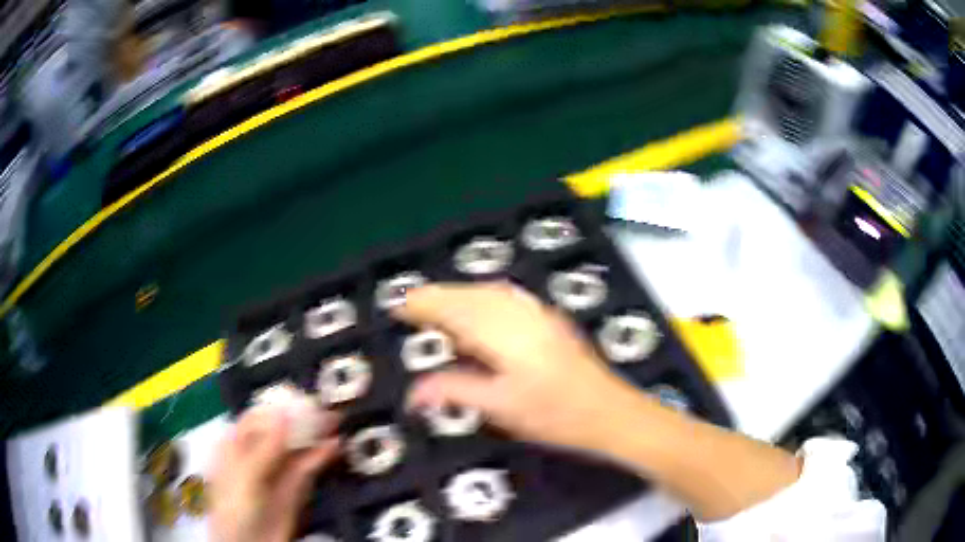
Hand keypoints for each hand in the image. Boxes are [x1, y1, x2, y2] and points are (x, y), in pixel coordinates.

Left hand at [209, 406, 340, 541]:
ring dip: (315, 435)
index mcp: (235, 445)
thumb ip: (265, 447)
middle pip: (279, 430)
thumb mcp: (246, 476)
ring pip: (296, 447)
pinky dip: (321, 456)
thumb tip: (284, 413)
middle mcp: (256, 454)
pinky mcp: (295, 488)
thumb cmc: (237, 507)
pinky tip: (336, 445)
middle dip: (300, 418)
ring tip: (335, 421)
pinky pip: (308, 467)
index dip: (276, 406)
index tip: (299, 397)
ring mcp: (276, 471)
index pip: (256, 418)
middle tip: (324, 407)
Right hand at [396, 283, 801, 521]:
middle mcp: (519, 312)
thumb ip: (454, 391)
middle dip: (437, 296)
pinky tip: (481, 310)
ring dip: (460, 295)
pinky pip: (507, 298)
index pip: (453, 308)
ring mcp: (538, 312)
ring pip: (488, 292)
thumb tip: (413, 393)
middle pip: (469, 295)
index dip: (424, 305)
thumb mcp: (500, 408)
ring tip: (439, 308)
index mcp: (502, 331)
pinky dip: (483, 298)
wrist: (610, 412)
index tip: (399, 306)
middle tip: (411, 307)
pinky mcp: (550, 320)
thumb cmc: (555, 414)